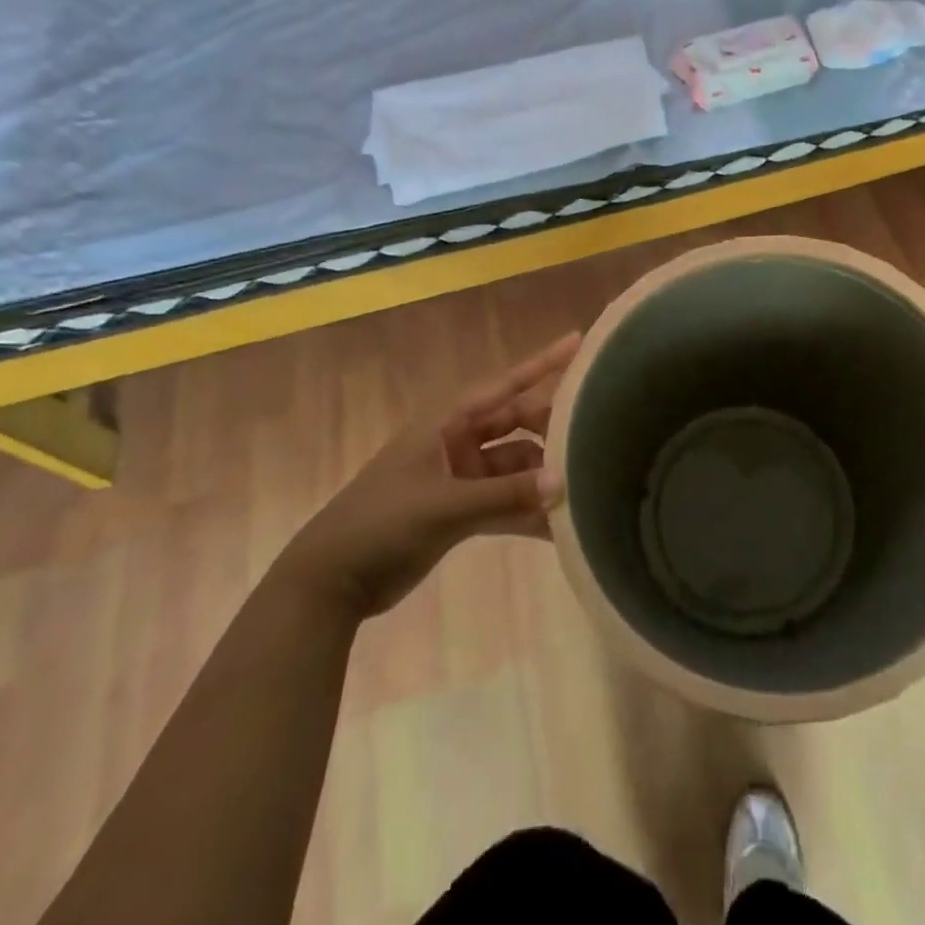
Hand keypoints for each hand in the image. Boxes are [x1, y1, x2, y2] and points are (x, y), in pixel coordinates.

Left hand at [278, 334, 580, 618]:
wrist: (329, 583)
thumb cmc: (381, 524)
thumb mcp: (444, 506)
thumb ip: (505, 495)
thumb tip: (564, 483)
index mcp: (447, 422)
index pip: (505, 384)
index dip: (542, 362)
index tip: (579, 341)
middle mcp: (458, 441)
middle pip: (517, 424)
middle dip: (552, 431)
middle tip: (595, 439)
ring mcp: (460, 476)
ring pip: (514, 467)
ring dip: (541, 480)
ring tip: (583, 491)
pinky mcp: (459, 510)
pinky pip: (504, 502)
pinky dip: (526, 512)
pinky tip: (557, 530)